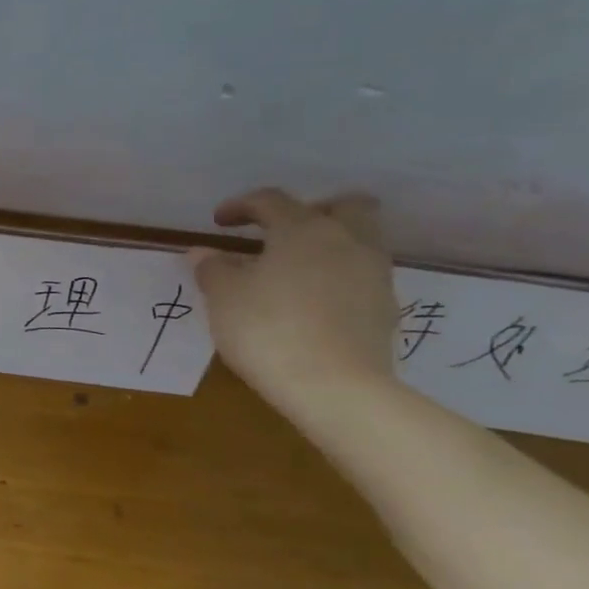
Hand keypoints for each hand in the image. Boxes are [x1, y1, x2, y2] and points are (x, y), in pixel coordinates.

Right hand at [187, 188, 397, 417]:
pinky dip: (336, 278)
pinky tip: (309, 303)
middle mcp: (347, 241)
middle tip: (279, 233)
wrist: (334, 388)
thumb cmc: (268, 330)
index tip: (219, 223)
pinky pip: (360, 276)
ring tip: (291, 272)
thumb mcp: (223, 297)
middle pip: (344, 206)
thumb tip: (204, 253)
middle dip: (312, 210)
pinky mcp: (384, 309)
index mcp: (304, 229)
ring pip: (358, 241)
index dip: (241, 206)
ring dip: (327, 246)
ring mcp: (373, 275)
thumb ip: (212, 268)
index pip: (272, 201)